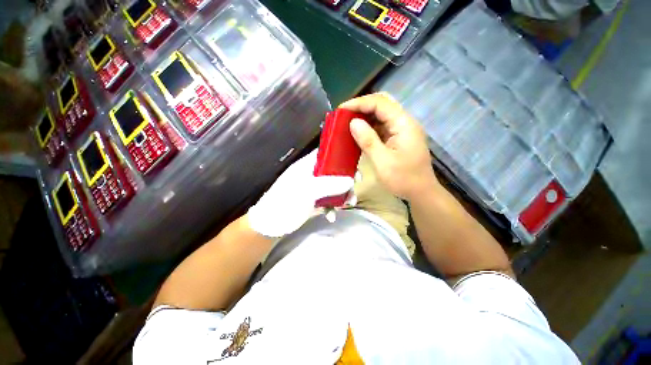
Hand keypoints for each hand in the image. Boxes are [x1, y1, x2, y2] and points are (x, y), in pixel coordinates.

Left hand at [247, 150, 353, 237]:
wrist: (270, 225)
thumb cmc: (285, 202)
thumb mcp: (306, 191)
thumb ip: (328, 184)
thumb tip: (350, 180)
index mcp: (307, 166)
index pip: (326, 154)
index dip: (341, 157)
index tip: (355, 166)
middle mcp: (311, 175)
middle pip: (333, 172)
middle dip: (346, 179)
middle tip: (355, 186)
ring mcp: (313, 189)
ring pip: (333, 187)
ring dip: (342, 195)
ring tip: (349, 203)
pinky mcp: (313, 201)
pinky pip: (327, 201)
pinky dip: (332, 207)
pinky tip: (332, 216)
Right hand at [340, 93, 438, 200]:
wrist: (421, 192)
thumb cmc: (403, 179)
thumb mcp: (382, 161)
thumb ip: (368, 140)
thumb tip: (353, 122)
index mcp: (403, 124)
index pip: (380, 103)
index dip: (359, 103)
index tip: (341, 110)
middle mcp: (404, 122)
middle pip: (382, 104)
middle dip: (362, 106)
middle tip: (344, 114)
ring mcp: (402, 130)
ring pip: (382, 115)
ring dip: (365, 116)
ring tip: (348, 122)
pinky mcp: (399, 138)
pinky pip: (382, 127)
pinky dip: (369, 127)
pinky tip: (359, 133)